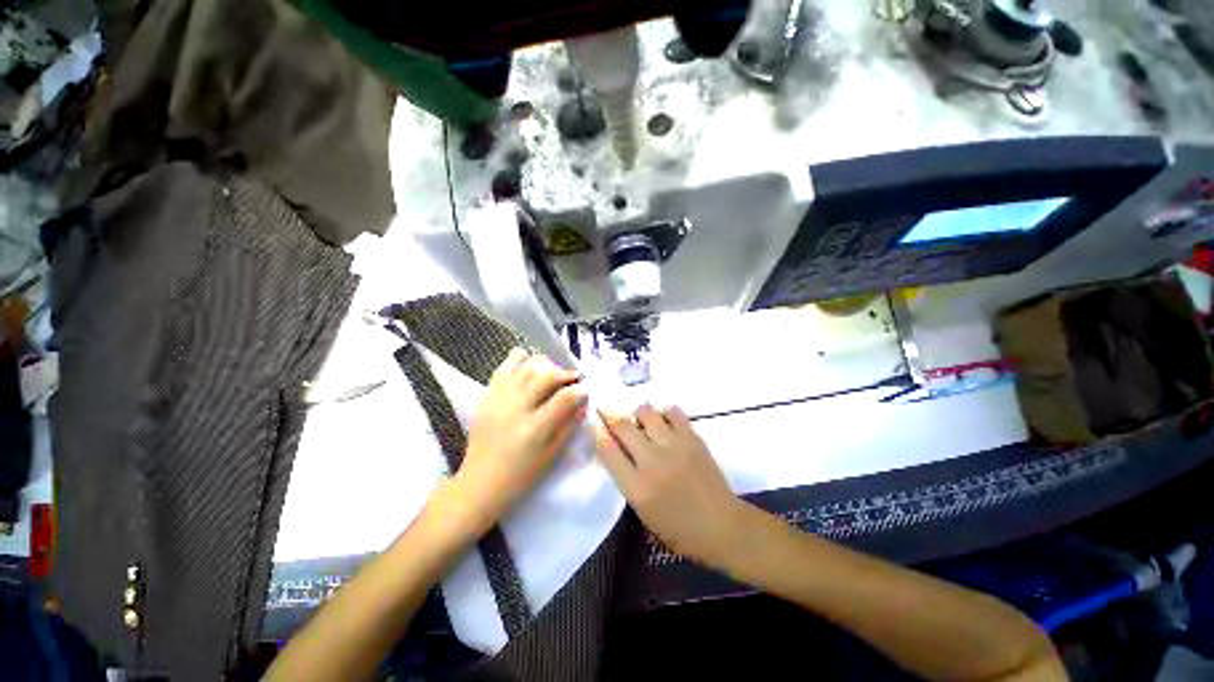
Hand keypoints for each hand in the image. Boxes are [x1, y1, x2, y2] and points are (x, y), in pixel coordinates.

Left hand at [454, 348, 587, 532]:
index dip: (579, 389)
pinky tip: (529, 361)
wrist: (480, 484)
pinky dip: (518, 359)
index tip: (585, 389)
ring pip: (526, 367)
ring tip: (552, 372)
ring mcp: (499, 399)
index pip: (564, 397)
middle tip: (572, 379)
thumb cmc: (522, 475)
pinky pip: (504, 368)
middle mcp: (516, 408)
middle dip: (564, 373)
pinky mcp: (487, 396)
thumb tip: (583, 401)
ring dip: (545, 365)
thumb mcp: (553, 455)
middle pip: (545, 376)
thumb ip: (570, 424)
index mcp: (535, 428)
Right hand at [595, 405, 744, 567]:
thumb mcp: (642, 510)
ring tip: (640, 419)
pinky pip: (672, 411)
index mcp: (637, 488)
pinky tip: (664, 420)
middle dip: (610, 413)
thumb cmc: (678, 527)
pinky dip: (664, 412)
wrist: (721, 525)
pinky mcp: (693, 437)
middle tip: (607, 408)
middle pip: (622, 425)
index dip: (598, 432)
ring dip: (637, 412)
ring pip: (645, 412)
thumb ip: (626, 478)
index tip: (596, 423)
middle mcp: (652, 462)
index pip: (607, 449)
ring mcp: (674, 446)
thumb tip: (615, 446)